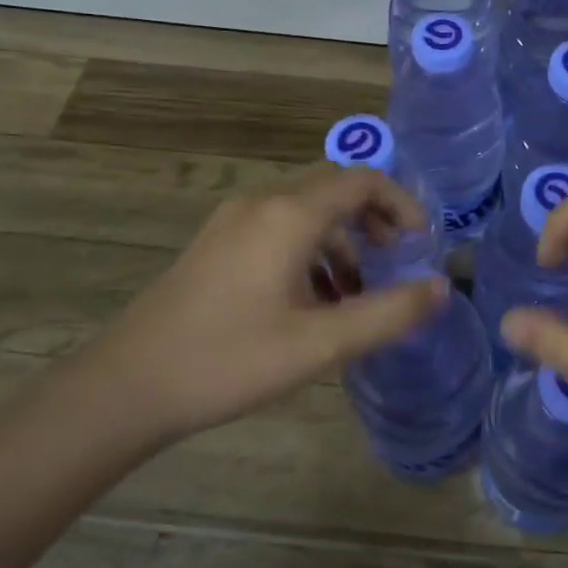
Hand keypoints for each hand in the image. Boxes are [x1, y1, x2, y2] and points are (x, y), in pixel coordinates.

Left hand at [90, 164, 447, 440]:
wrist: (125, 387)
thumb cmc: (229, 360)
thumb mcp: (320, 344)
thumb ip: (388, 314)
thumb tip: (442, 289)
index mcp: (290, 215)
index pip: (362, 181)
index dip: (400, 203)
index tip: (420, 242)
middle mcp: (263, 203)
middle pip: (334, 188)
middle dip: (373, 218)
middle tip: (396, 259)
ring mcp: (234, 221)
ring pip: (306, 210)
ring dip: (342, 239)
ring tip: (357, 293)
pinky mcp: (217, 243)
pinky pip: (279, 228)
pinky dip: (310, 250)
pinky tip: (312, 301)